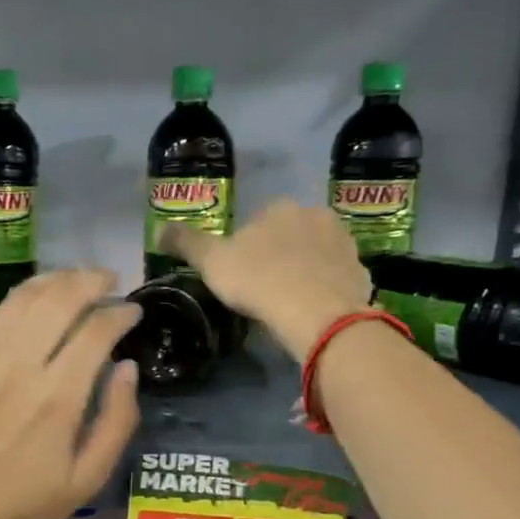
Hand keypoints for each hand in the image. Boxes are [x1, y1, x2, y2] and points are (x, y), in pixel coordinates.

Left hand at [0, 270, 140, 518]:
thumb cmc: (22, 507)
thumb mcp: (86, 480)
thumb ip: (117, 421)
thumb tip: (127, 368)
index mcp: (58, 396)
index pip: (97, 330)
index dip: (121, 313)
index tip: (133, 311)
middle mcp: (19, 365)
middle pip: (59, 298)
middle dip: (90, 280)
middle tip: (107, 280)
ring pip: (20, 299)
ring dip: (52, 281)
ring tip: (71, 282)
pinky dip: (9, 305)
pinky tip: (21, 310)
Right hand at [159, 201, 374, 359]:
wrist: (316, 311)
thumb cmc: (258, 280)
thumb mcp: (211, 262)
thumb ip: (186, 243)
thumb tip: (159, 229)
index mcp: (278, 207)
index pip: (258, 219)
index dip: (246, 246)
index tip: (240, 272)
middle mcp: (315, 214)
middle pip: (290, 233)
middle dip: (279, 253)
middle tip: (263, 287)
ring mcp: (343, 242)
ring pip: (315, 253)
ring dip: (304, 269)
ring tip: (288, 300)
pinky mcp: (360, 270)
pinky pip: (335, 275)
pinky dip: (324, 287)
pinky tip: (312, 309)